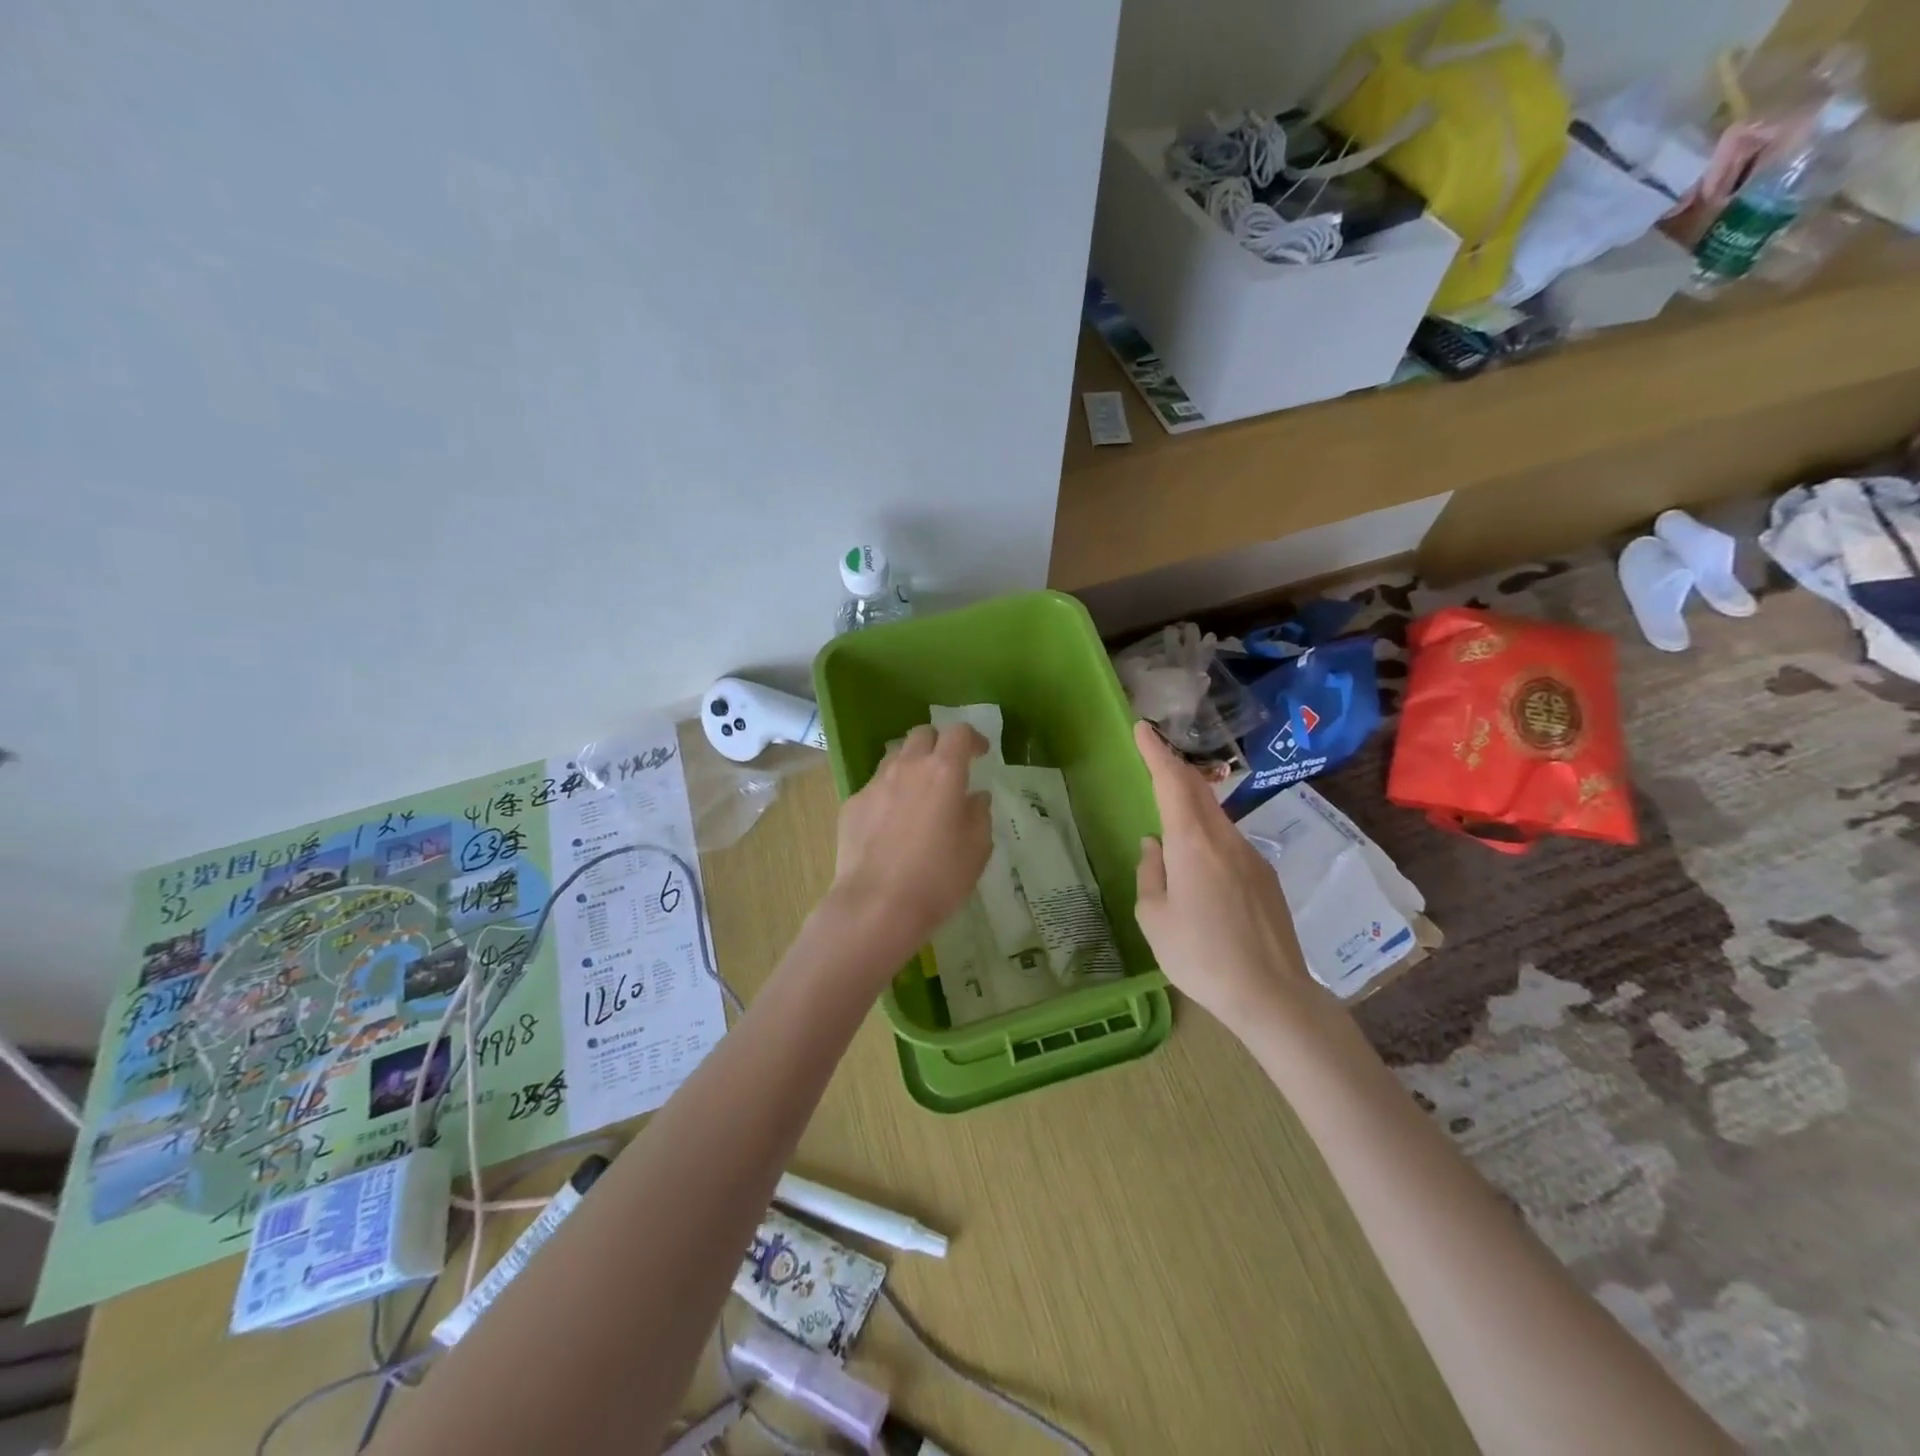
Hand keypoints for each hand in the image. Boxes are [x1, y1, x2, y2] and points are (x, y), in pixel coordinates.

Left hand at [830, 722, 990, 955]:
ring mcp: (875, 784)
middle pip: (921, 734)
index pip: (958, 732)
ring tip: (918, 793)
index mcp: (943, 772)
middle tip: (948, 768)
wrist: (876, 906)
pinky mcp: (852, 805)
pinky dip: (888, 795)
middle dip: (938, 743)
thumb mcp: (977, 849)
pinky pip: (875, 787)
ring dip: (911, 765)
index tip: (981, 753)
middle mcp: (907, 768)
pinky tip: (891, 824)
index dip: (972, 738)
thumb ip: (979, 814)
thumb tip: (974, 798)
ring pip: (894, 757)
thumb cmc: (938, 878)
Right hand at [1132, 721, 1315, 1022]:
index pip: (1172, 782)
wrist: (1272, 995)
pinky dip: (1207, 836)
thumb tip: (1154, 846)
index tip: (1142, 728)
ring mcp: (1251, 856)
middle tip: (1153, 757)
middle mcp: (1225, 839)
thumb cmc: (1200, 957)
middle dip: (1174, 768)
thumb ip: (1151, 873)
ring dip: (1191, 804)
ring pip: (1215, 817)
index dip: (1156, 752)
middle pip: (1198, 790)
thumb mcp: (1155, 917)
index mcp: (1192, 844)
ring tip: (1171, 818)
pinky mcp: (1266, 877)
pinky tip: (1199, 868)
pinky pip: (1229, 843)